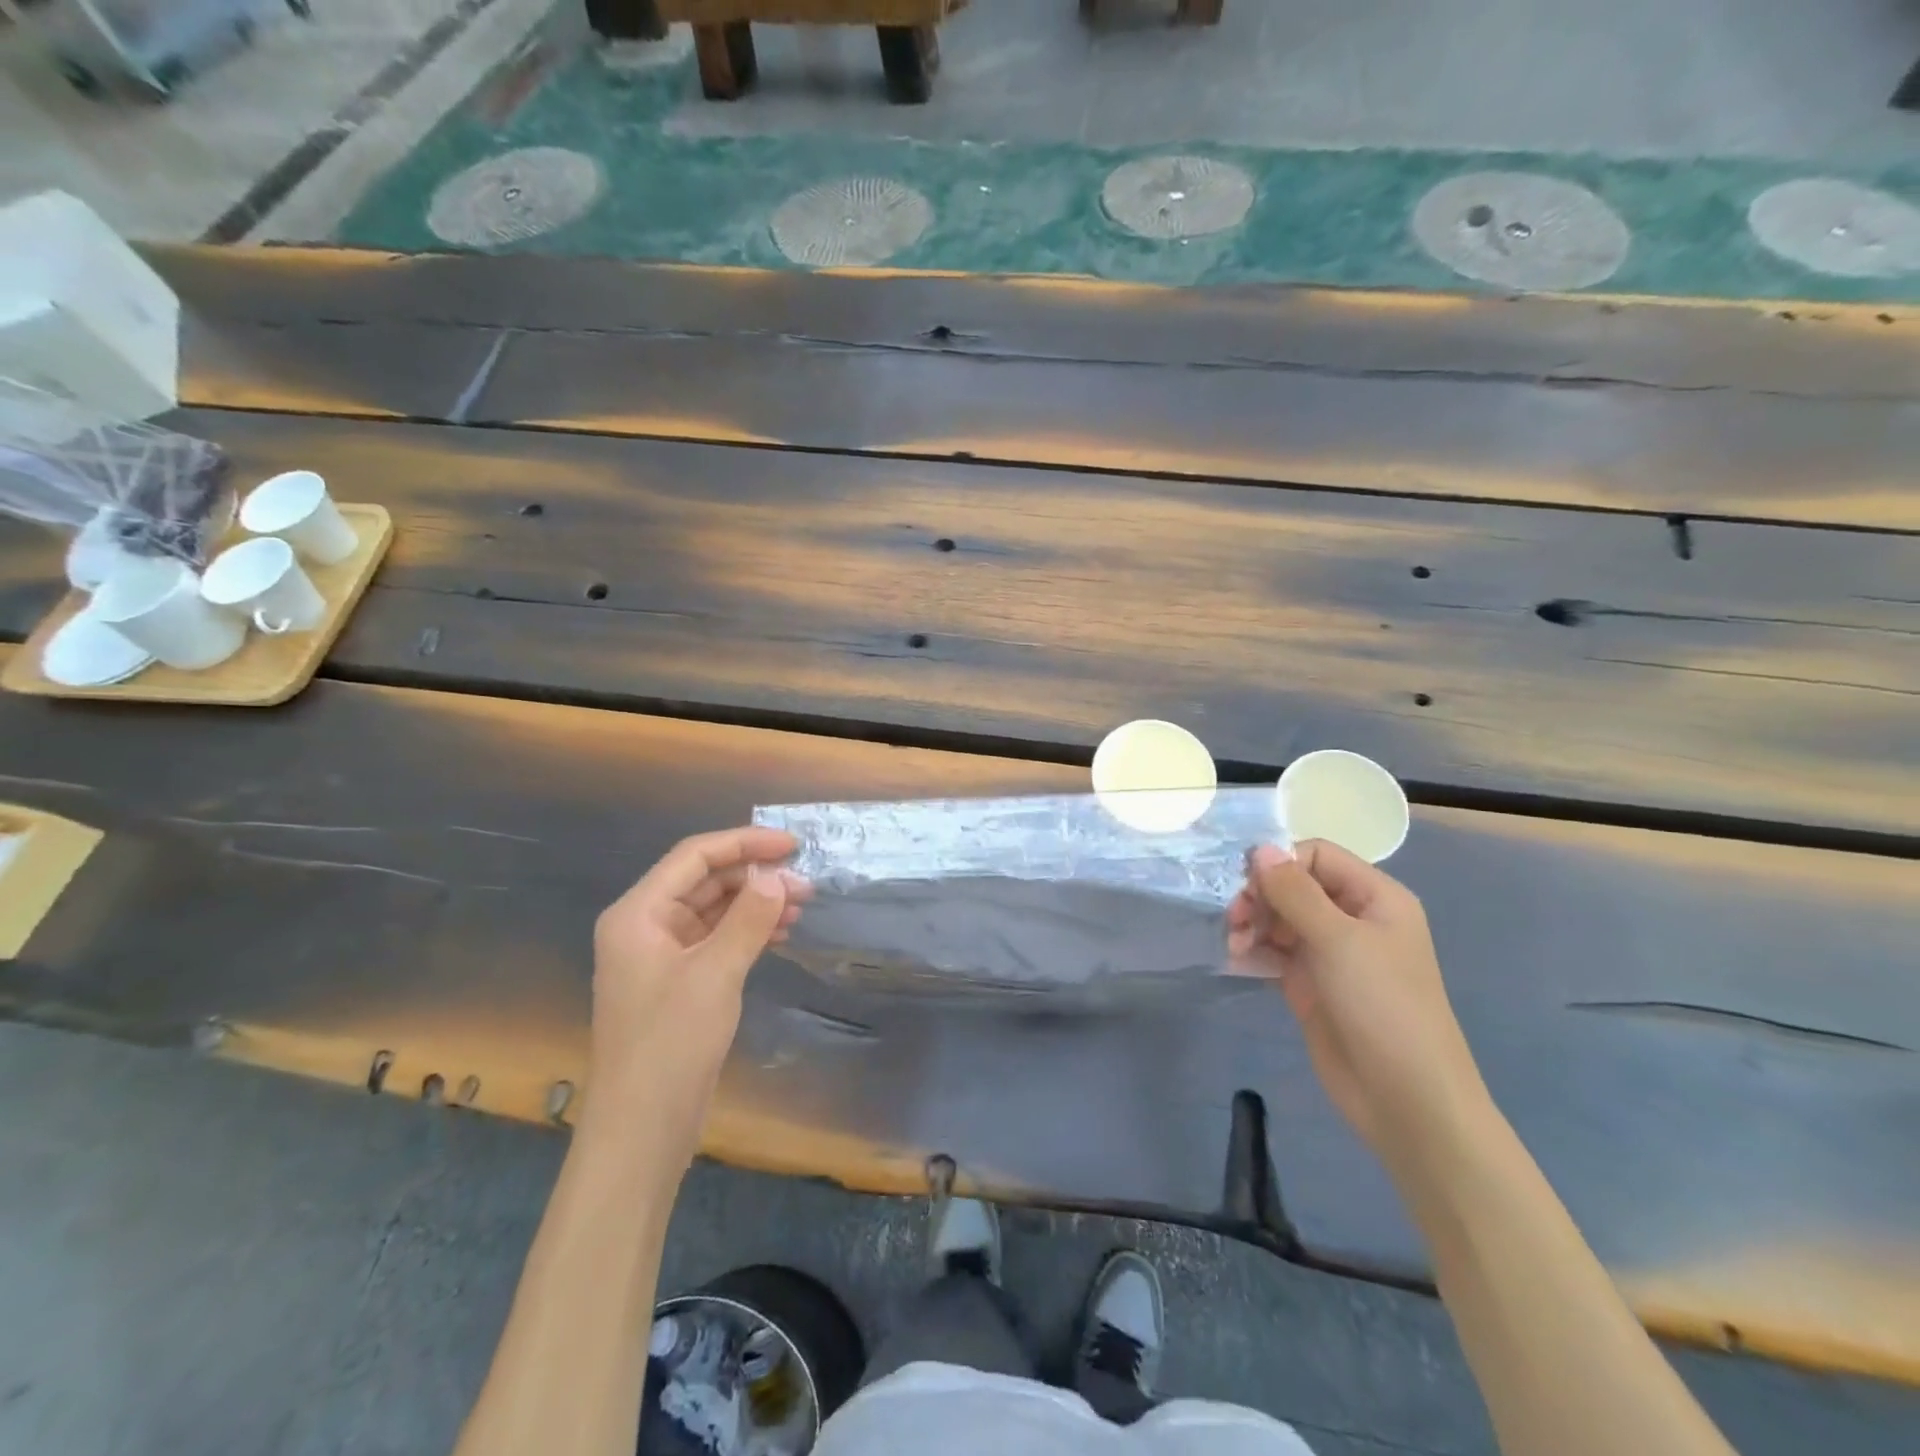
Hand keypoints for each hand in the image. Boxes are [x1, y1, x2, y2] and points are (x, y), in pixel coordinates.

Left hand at [580, 827, 806, 1163]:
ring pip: (714, 910)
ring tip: (801, 906)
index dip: (745, 843)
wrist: (642, 1129)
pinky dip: (748, 930)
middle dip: (755, 877)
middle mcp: (645, 926)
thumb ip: (748, 918)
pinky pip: (716, 938)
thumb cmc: (670, 1043)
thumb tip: (776, 875)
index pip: (695, 857)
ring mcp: (661, 955)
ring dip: (755, 903)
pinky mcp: (678, 982)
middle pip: (705, 881)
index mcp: (638, 914)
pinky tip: (780, 933)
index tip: (792, 845)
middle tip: (806, 883)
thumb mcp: (715, 974)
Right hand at [1227, 840, 1486, 1161]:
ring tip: (1236, 945)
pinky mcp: (1311, 984)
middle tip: (1236, 919)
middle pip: (1294, 885)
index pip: (1318, 855)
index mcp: (1375, 898)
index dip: (1281, 862)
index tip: (1249, 885)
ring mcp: (1331, 953)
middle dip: (1261, 896)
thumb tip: (1260, 848)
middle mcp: (1353, 919)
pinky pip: (1275, 951)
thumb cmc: (1382, 1006)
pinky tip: (1237, 959)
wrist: (1405, 1098)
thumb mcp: (1338, 940)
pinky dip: (1254, 950)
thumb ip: (1295, 891)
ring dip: (1253, 923)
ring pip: (1280, 917)